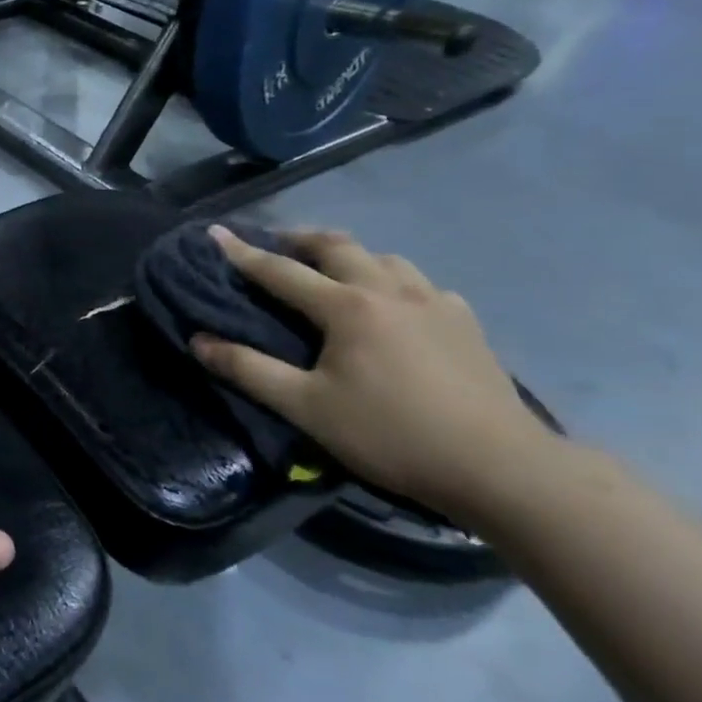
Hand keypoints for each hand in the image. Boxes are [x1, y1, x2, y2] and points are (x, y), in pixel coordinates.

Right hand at [193, 226, 558, 517]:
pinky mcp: (465, 323)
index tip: (215, 232)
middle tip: (276, 245)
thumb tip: (199, 341)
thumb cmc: (391, 434)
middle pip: (337, 246)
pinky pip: (421, 284)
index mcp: (347, 306)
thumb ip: (248, 370)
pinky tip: (395, 306)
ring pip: (384, 257)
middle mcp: (389, 290)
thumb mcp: (306, 407)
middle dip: (300, 239)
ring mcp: (435, 303)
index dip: (242, 252)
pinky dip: (393, 281)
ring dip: (350, 256)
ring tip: (332, 272)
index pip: (280, 270)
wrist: (502, 468)